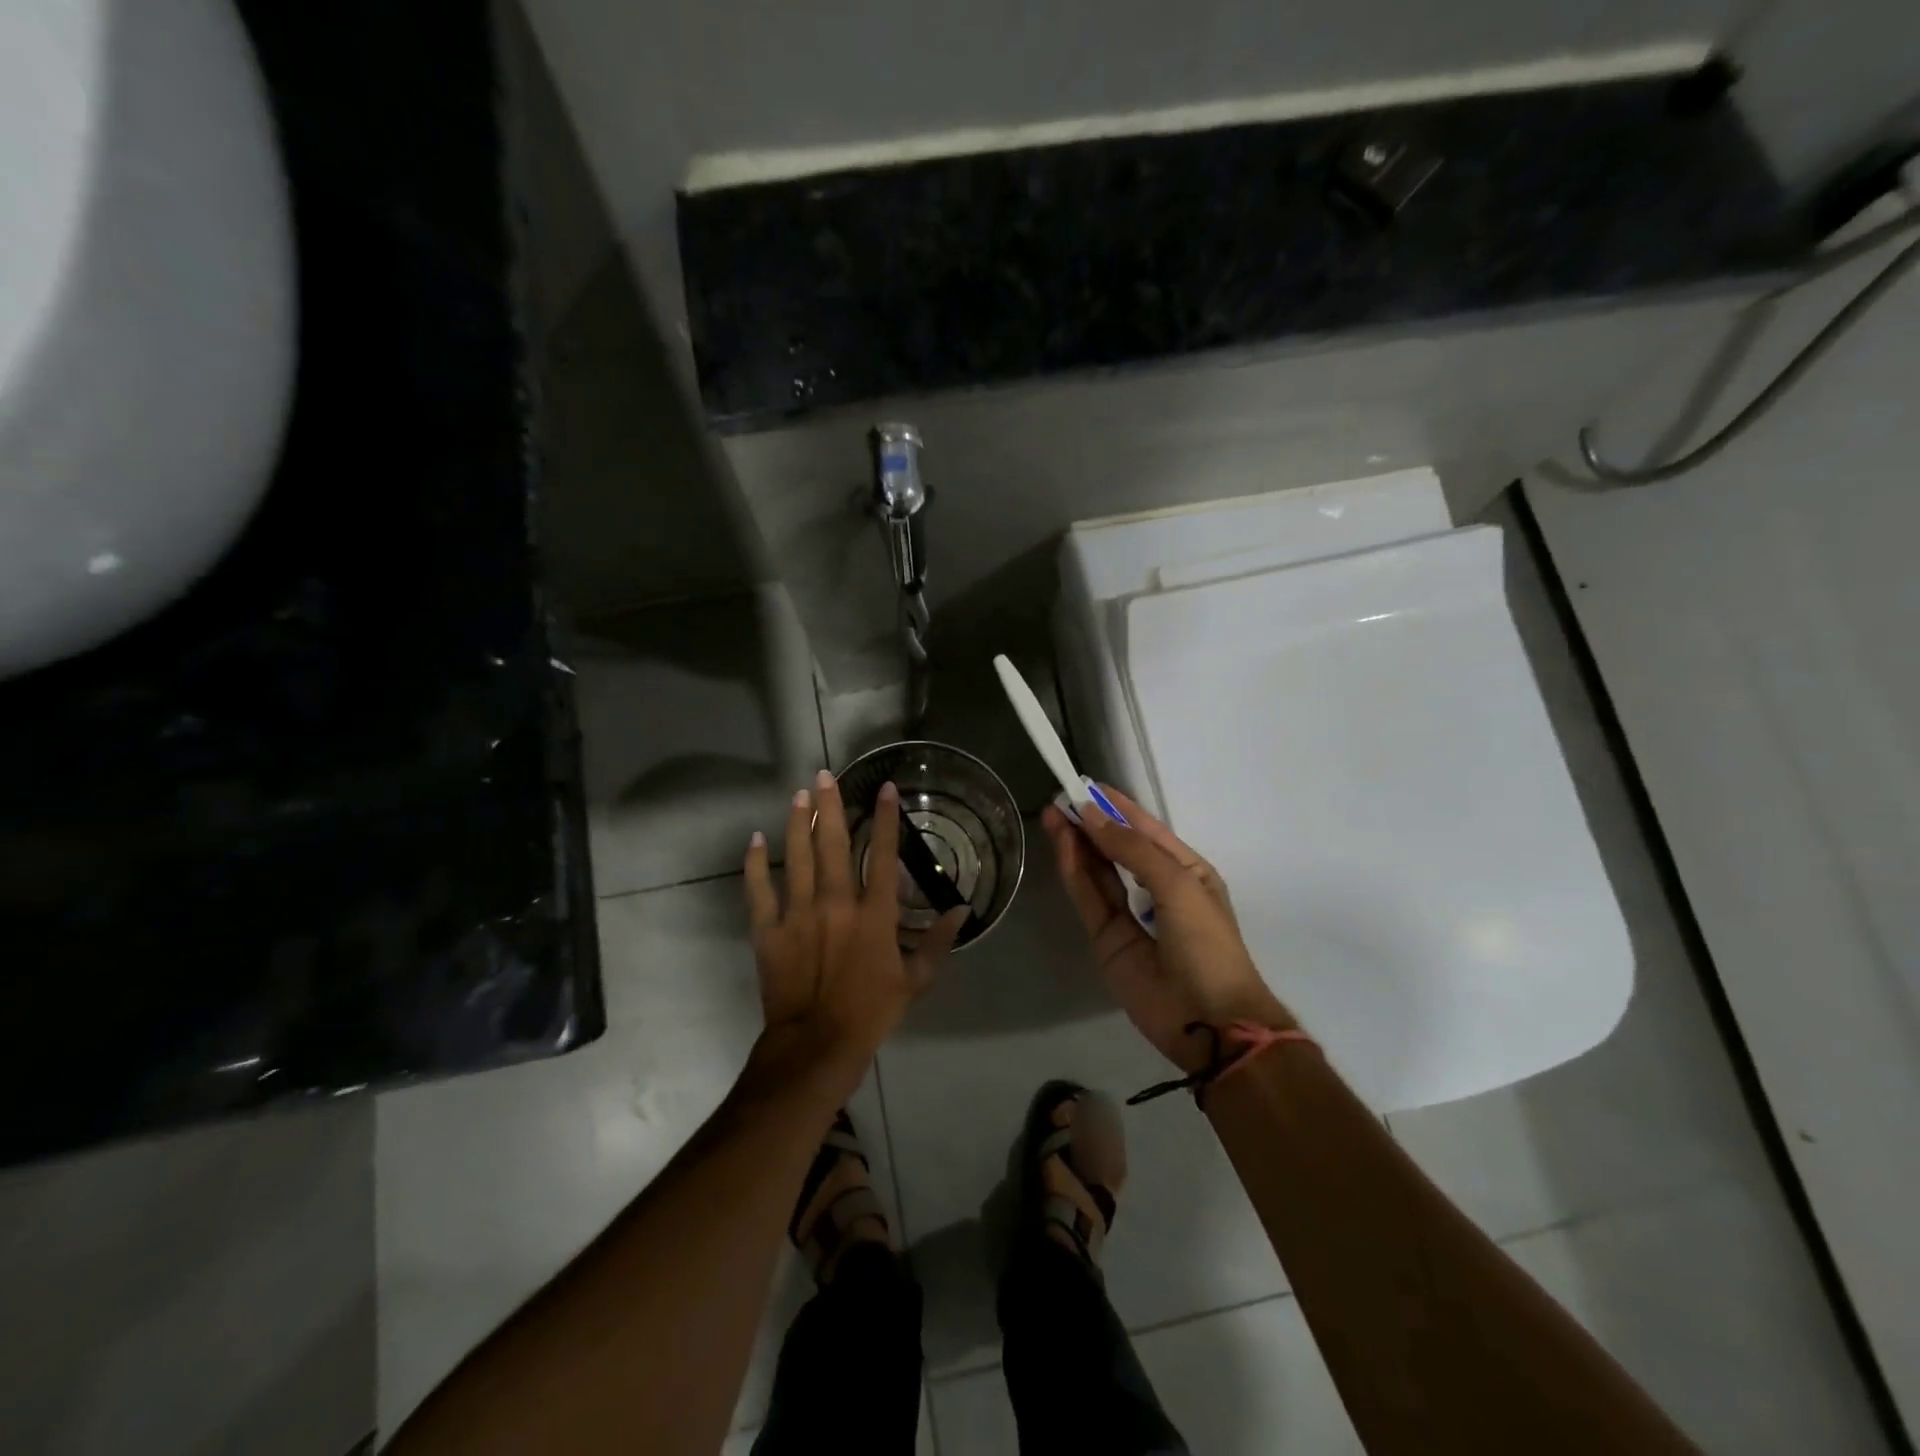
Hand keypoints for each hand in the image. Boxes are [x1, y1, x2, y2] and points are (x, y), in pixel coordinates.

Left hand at [745, 771, 966, 1092]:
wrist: (816, 1044)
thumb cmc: (872, 1011)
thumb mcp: (916, 981)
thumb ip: (938, 942)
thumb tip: (962, 911)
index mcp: (874, 913)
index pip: (884, 854)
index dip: (886, 818)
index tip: (884, 787)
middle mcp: (836, 902)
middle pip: (833, 843)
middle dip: (830, 805)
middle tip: (824, 775)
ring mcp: (798, 913)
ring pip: (797, 856)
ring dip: (798, 822)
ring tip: (799, 795)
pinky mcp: (769, 930)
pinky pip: (758, 889)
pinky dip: (755, 863)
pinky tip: (756, 839)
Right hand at [1043, 785, 1294, 1073]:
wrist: (1209, 1020)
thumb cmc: (1206, 943)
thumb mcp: (1177, 885)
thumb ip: (1132, 850)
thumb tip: (1092, 816)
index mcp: (1185, 872)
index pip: (1146, 830)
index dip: (1117, 807)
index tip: (1086, 785)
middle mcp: (1156, 889)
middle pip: (1117, 848)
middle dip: (1092, 822)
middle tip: (1060, 798)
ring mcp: (1129, 915)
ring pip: (1098, 871)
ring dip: (1078, 842)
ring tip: (1053, 814)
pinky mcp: (1106, 938)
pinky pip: (1088, 897)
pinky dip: (1074, 871)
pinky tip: (1063, 844)